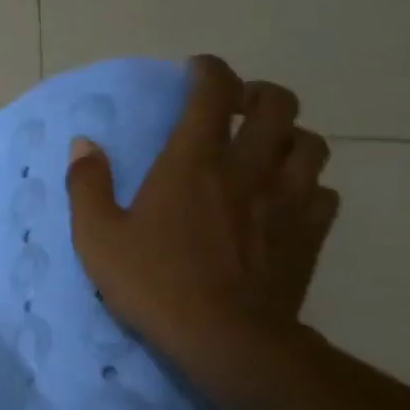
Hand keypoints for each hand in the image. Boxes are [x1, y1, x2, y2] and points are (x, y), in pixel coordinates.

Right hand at [65, 54, 338, 391]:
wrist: (227, 339)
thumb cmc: (154, 283)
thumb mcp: (98, 237)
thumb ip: (88, 185)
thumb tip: (84, 144)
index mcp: (194, 161)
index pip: (213, 92)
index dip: (208, 70)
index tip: (196, 70)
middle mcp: (248, 167)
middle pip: (279, 104)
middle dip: (259, 94)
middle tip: (238, 107)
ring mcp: (288, 200)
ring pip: (311, 144)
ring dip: (290, 137)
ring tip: (268, 150)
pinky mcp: (311, 234)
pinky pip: (325, 192)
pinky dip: (308, 185)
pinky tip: (288, 200)